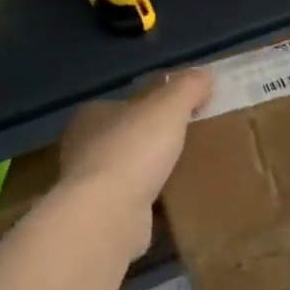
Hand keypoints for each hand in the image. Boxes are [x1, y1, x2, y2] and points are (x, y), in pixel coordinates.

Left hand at [58, 70, 213, 251]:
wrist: (108, 214)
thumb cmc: (134, 151)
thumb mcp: (168, 108)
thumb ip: (187, 88)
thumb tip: (205, 74)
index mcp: (93, 115)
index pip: (127, 103)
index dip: (155, 105)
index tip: (185, 112)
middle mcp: (84, 147)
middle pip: (127, 137)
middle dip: (154, 141)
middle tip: (191, 142)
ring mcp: (89, 184)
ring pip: (129, 171)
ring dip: (152, 172)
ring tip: (188, 173)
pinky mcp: (100, 215)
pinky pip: (133, 201)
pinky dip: (151, 201)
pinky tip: (175, 203)